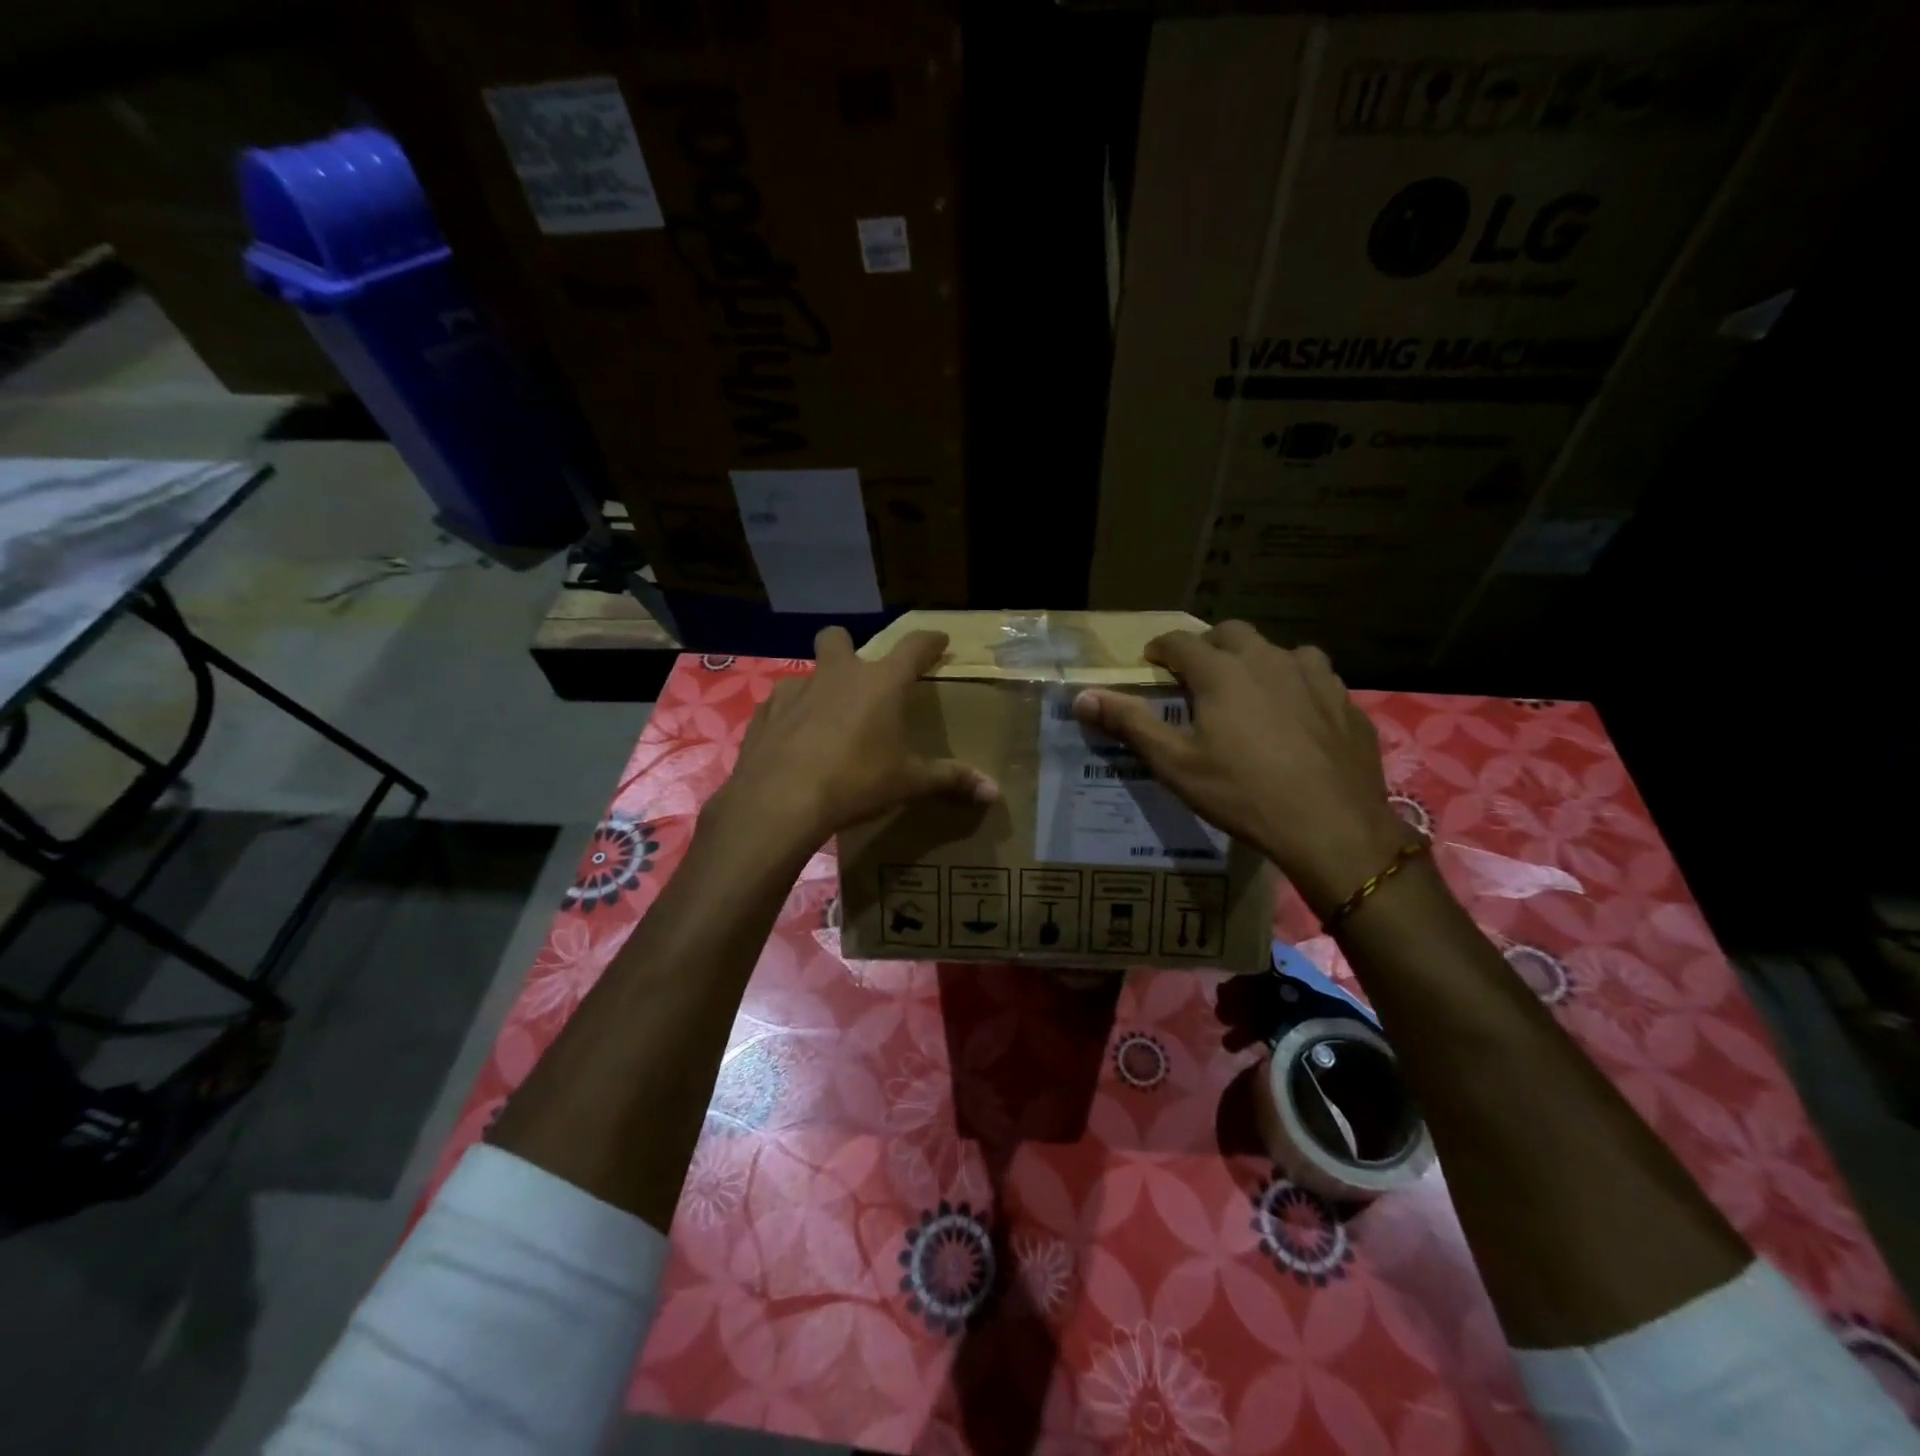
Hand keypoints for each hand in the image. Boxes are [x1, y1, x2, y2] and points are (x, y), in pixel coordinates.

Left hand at [706, 626, 997, 856]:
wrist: (781, 800)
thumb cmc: (856, 782)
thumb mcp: (908, 782)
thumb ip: (950, 780)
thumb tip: (994, 792)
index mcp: (880, 684)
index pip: (913, 647)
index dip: (929, 641)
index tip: (939, 640)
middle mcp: (837, 674)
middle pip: (838, 637)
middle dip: (848, 647)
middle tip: (859, 677)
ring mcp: (795, 690)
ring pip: (808, 672)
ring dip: (818, 688)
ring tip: (826, 722)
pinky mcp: (764, 713)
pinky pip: (781, 704)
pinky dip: (791, 717)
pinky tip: (794, 744)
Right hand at [1073, 621, 1408, 917]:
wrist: (1331, 826)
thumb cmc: (1241, 793)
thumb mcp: (1175, 763)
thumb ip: (1129, 723)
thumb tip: (1082, 697)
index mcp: (1222, 671)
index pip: (1180, 641)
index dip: (1160, 649)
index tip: (1151, 663)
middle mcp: (1268, 660)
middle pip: (1231, 633)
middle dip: (1208, 646)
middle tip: (1197, 676)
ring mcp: (1314, 677)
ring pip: (1278, 651)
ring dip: (1256, 661)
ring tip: (1249, 691)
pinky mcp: (1345, 700)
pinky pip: (1315, 677)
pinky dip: (1295, 684)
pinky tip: (1296, 715)